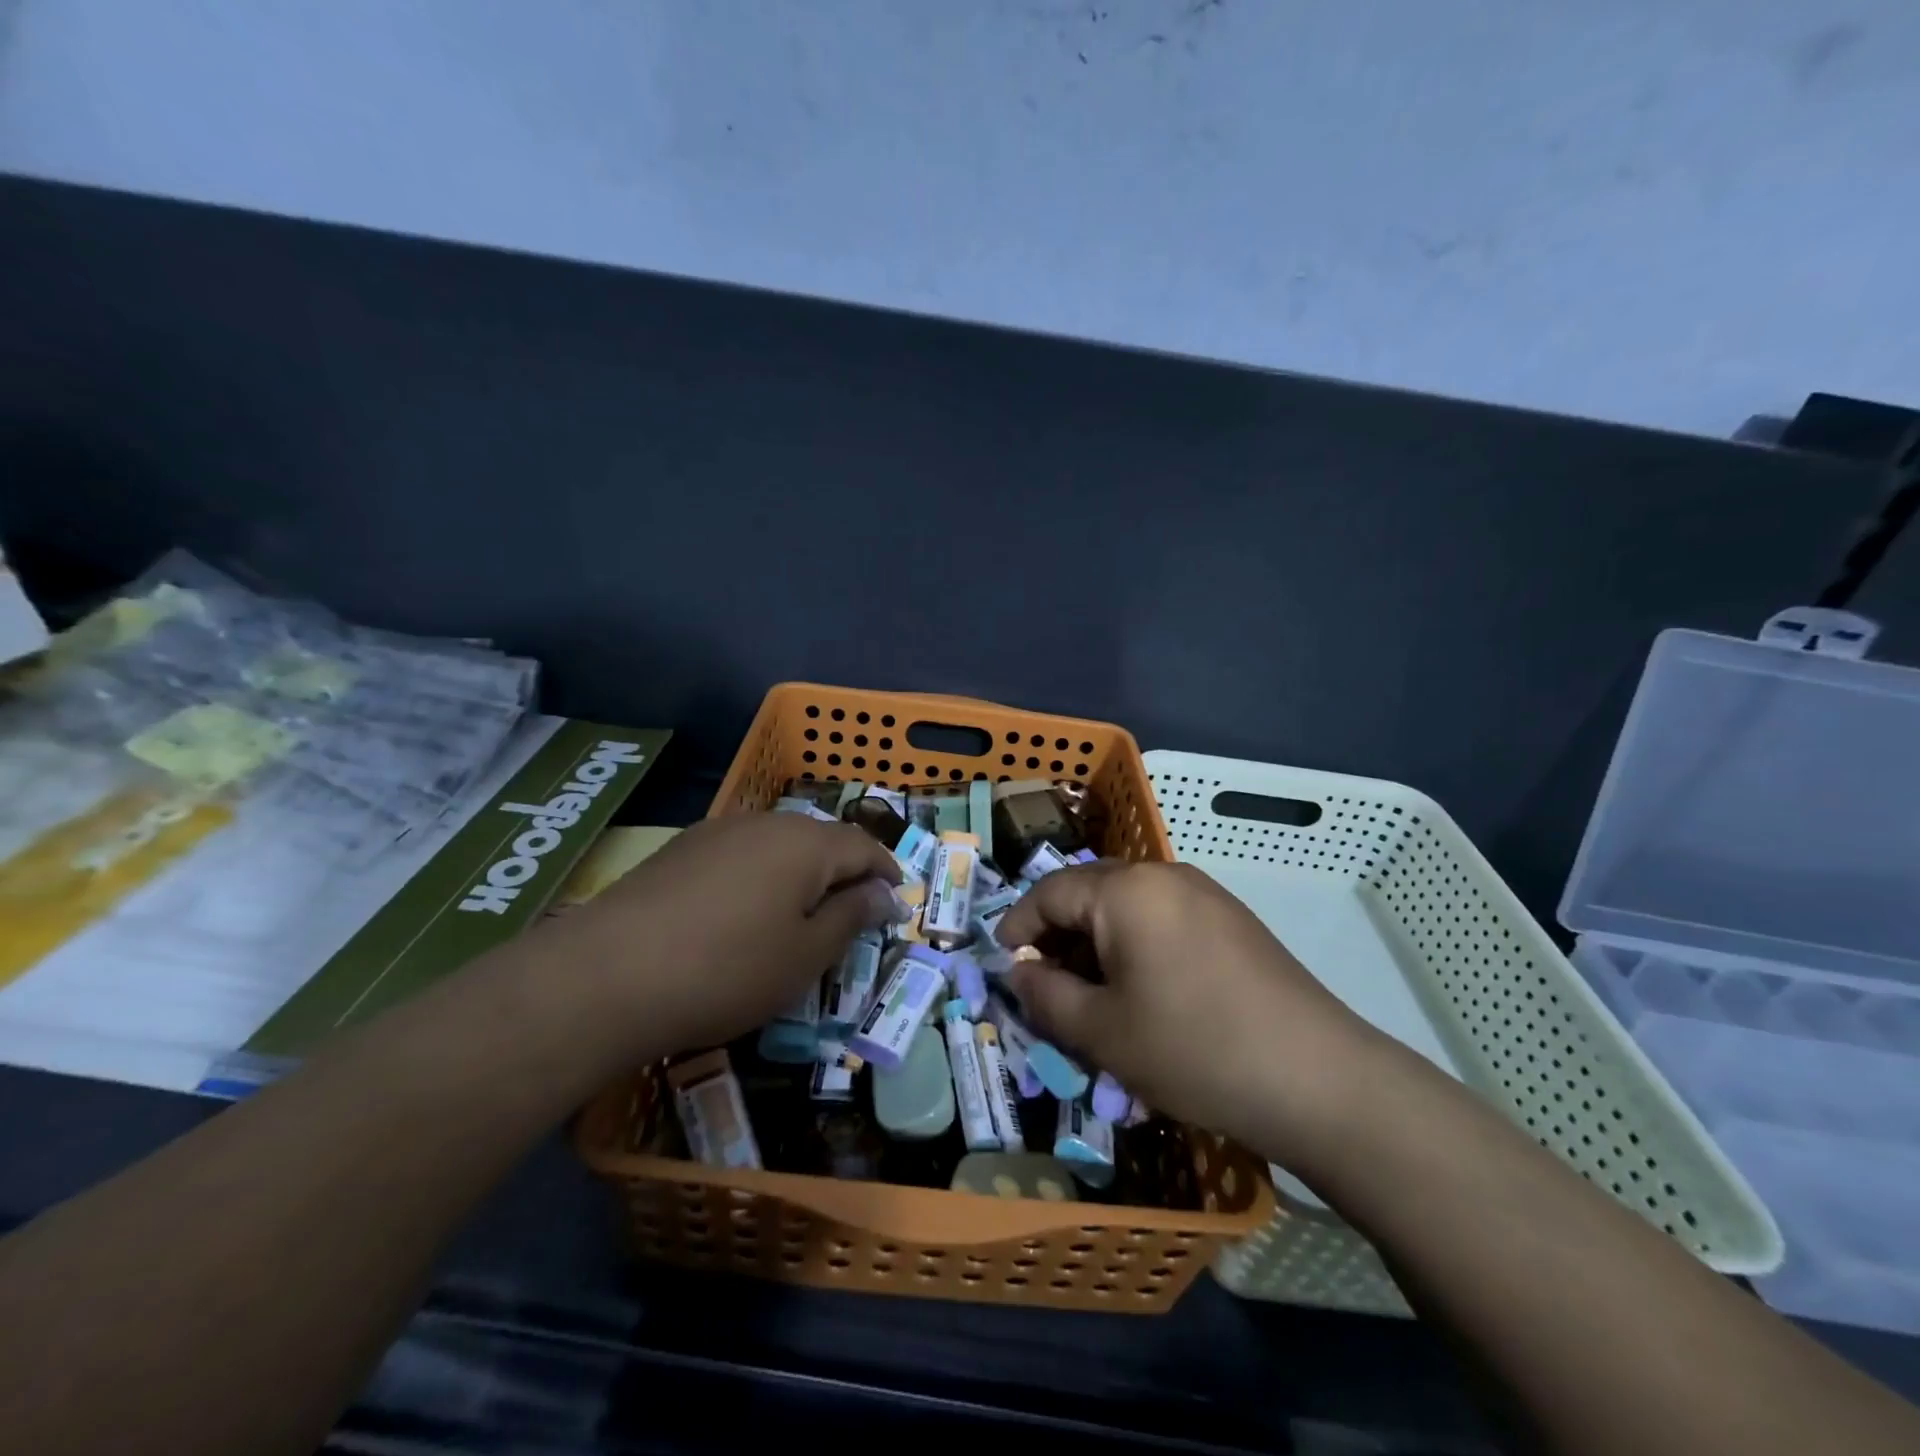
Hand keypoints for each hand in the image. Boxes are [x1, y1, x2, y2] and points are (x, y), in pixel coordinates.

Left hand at [531, 813, 900, 1064]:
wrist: (607, 975)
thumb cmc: (728, 969)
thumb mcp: (806, 954)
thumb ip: (852, 916)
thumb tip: (885, 893)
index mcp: (806, 843)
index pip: (863, 845)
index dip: (886, 870)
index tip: (898, 898)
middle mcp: (765, 823)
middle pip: (820, 840)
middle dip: (844, 871)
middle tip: (853, 911)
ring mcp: (718, 831)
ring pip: (778, 845)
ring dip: (801, 873)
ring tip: (801, 913)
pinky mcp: (681, 849)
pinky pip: (740, 854)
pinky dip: (760, 876)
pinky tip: (744, 911)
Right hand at [995, 861, 1380, 1162]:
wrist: (1318, 1079)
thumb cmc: (1193, 1049)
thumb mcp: (1102, 1032)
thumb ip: (1045, 995)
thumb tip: (1019, 972)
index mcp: (1126, 889)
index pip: (1050, 892)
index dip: (1017, 925)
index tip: (1002, 962)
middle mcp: (1164, 875)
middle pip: (1089, 893)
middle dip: (1058, 935)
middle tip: (1043, 984)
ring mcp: (1204, 894)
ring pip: (1127, 908)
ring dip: (1097, 944)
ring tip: (1090, 996)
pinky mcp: (1232, 921)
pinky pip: (1163, 920)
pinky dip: (1135, 947)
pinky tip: (1142, 993)